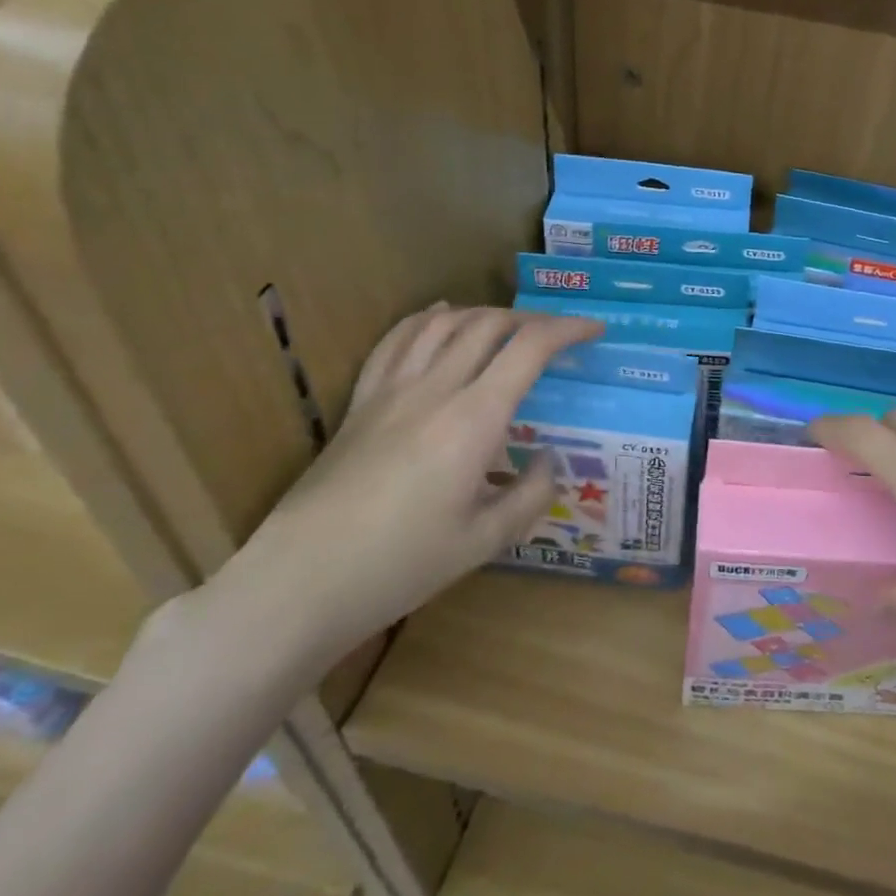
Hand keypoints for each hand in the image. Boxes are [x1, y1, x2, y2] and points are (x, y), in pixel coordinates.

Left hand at [207, 305, 600, 672]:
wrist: (300, 582)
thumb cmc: (400, 565)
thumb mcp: (485, 541)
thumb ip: (532, 495)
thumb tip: (549, 460)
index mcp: (474, 420)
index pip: (530, 348)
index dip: (569, 329)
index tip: (595, 331)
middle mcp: (435, 389)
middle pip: (489, 324)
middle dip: (532, 320)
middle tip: (557, 337)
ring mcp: (391, 391)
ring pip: (444, 324)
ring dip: (484, 314)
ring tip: (508, 326)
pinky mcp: (361, 403)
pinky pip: (395, 341)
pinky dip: (426, 319)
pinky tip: (438, 317)